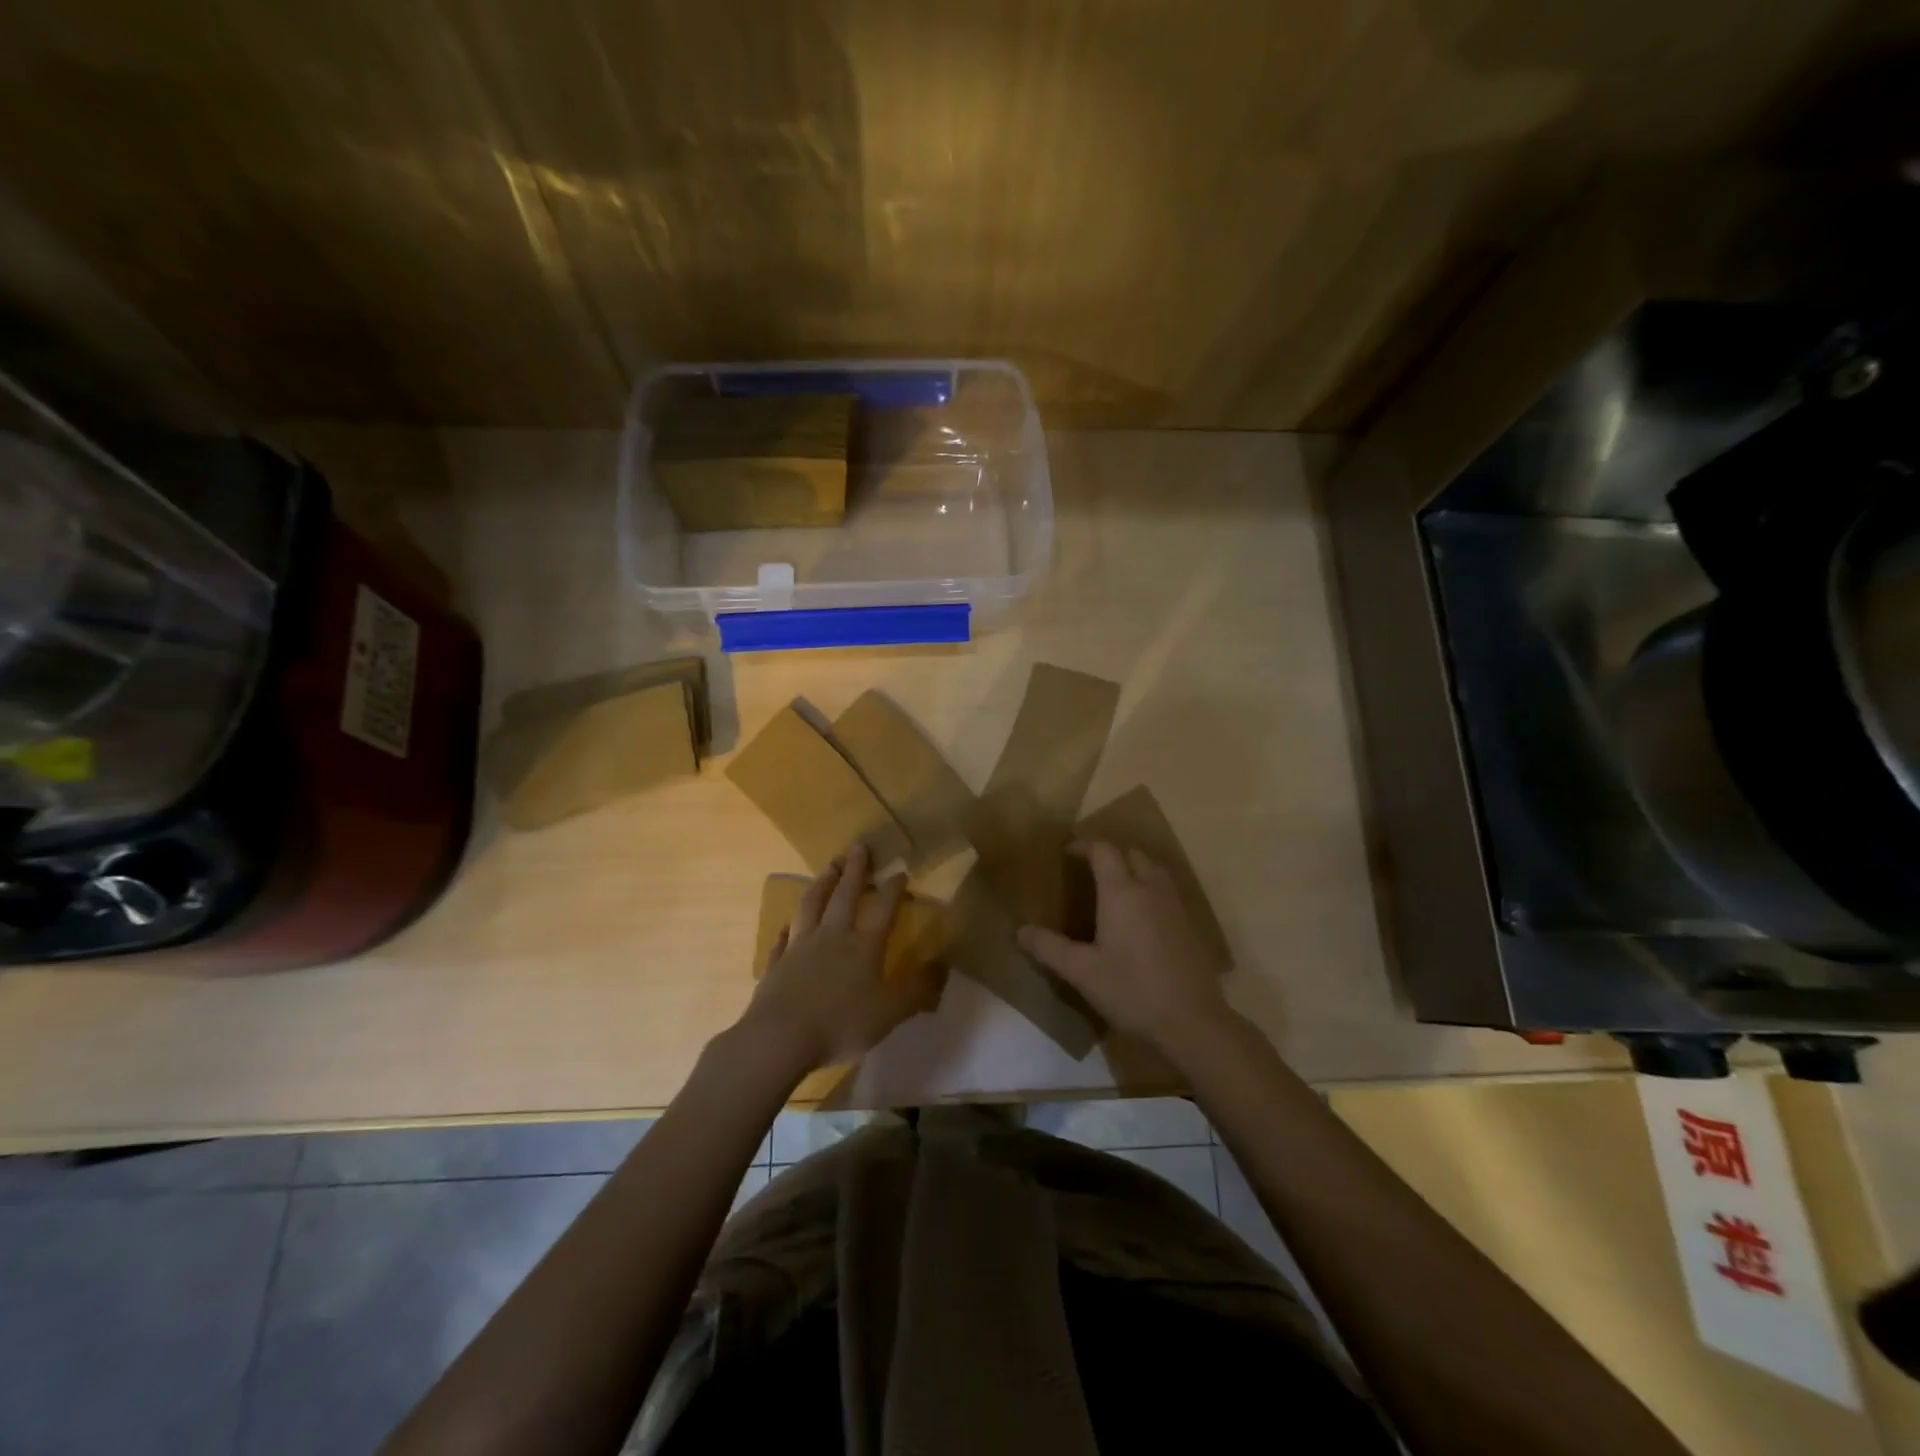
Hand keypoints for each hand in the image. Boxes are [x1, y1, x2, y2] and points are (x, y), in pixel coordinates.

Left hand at [742, 844, 943, 1076]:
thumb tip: (942, 968)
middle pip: (844, 896)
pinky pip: (783, 940)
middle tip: (858, 847)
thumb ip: (915, 992)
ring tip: (827, 868)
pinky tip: (787, 925)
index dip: (892, 890)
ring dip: (821, 885)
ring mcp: (800, 948)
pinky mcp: (776, 964)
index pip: (882, 910)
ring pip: (811, 907)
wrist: (779, 1038)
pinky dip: (787, 928)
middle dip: (854, 871)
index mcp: (863, 947)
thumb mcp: (888, 1015)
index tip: (899, 870)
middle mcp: (832, 938)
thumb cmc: (839, 1024)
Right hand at [1018, 841, 1233, 1058]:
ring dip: (1133, 868)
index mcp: (1122, 892)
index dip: (1084, 846)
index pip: (1103, 850)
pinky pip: (1167, 891)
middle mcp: (1150, 889)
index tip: (1067, 854)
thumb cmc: (1132, 991)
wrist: (1192, 1022)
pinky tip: (1141, 917)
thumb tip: (1021, 930)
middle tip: (1089, 871)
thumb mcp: (1082, 972)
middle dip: (1110, 855)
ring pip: (1154, 870)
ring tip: (1115, 888)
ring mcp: (1175, 906)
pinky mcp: (1191, 925)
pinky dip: (1150, 889)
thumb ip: (1049, 948)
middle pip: (1131, 854)